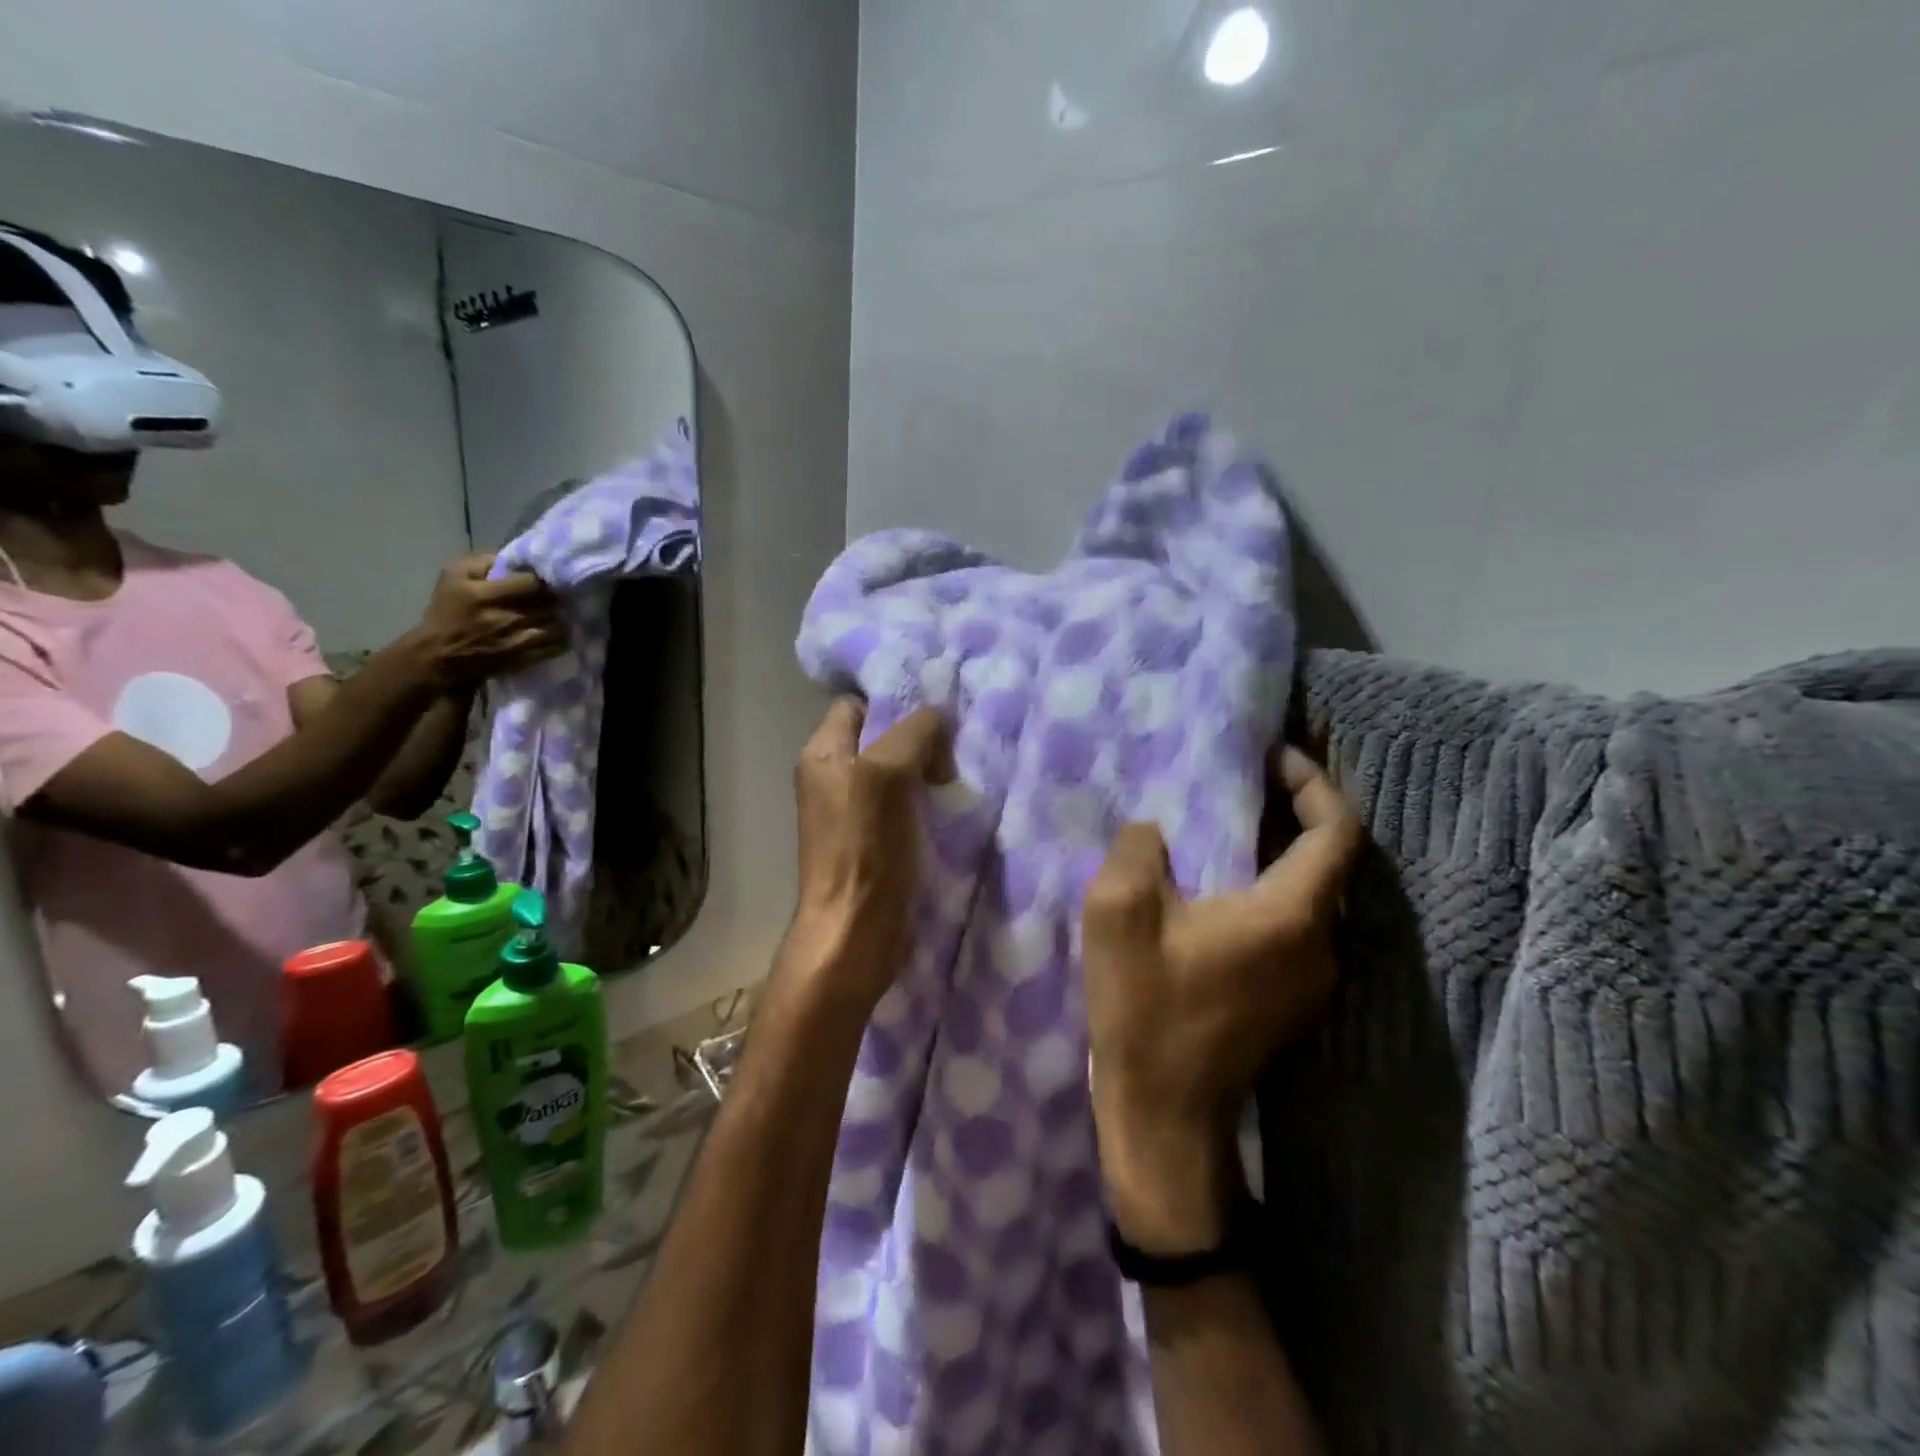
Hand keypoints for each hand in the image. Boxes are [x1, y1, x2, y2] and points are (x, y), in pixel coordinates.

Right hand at [414, 552, 565, 686]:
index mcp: (484, 595)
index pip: (532, 582)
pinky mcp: (526, 658)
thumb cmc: (447, 612)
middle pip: (549, 602)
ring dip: (561, 615)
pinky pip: (557, 645)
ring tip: (559, 610)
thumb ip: (482, 560)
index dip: (542, 578)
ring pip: (557, 623)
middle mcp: (505, 617)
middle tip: (559, 592)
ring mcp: (518, 640)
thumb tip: (512, 557)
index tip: (545, 576)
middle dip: (555, 596)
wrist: (440, 655)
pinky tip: (557, 628)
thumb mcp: (453, 576)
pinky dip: (561, 635)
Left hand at [778, 698, 952, 1017]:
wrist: (857, 931)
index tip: (935, 721)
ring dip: (928, 774)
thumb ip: (915, 733)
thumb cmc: (867, 847)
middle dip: (919, 741)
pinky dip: (928, 804)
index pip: (858, 705)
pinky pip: (905, 806)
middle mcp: (833, 777)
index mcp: (824, 753)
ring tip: (956, 783)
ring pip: (897, 773)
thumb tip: (937, 724)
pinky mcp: (874, 842)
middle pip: (882, 739)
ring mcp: (852, 812)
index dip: (894, 705)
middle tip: (952, 755)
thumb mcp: (888, 772)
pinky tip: (951, 810)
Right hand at [1084, 746, 1363, 1250]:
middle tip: (1247, 776)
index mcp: (1290, 917)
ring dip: (1279, 849)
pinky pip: (1292, 922)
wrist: (1164, 1117)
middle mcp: (1319, 944)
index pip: (1337, 831)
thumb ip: (1138, 851)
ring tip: (1230, 819)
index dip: (1314, 782)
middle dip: (1295, 808)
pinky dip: (1269, 885)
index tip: (1273, 756)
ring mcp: (1311, 979)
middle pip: (1330, 859)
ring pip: (1312, 892)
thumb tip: (1154, 832)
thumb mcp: (1118, 914)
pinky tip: (1220, 883)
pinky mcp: (1289, 1000)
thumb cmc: (1145, 1012)